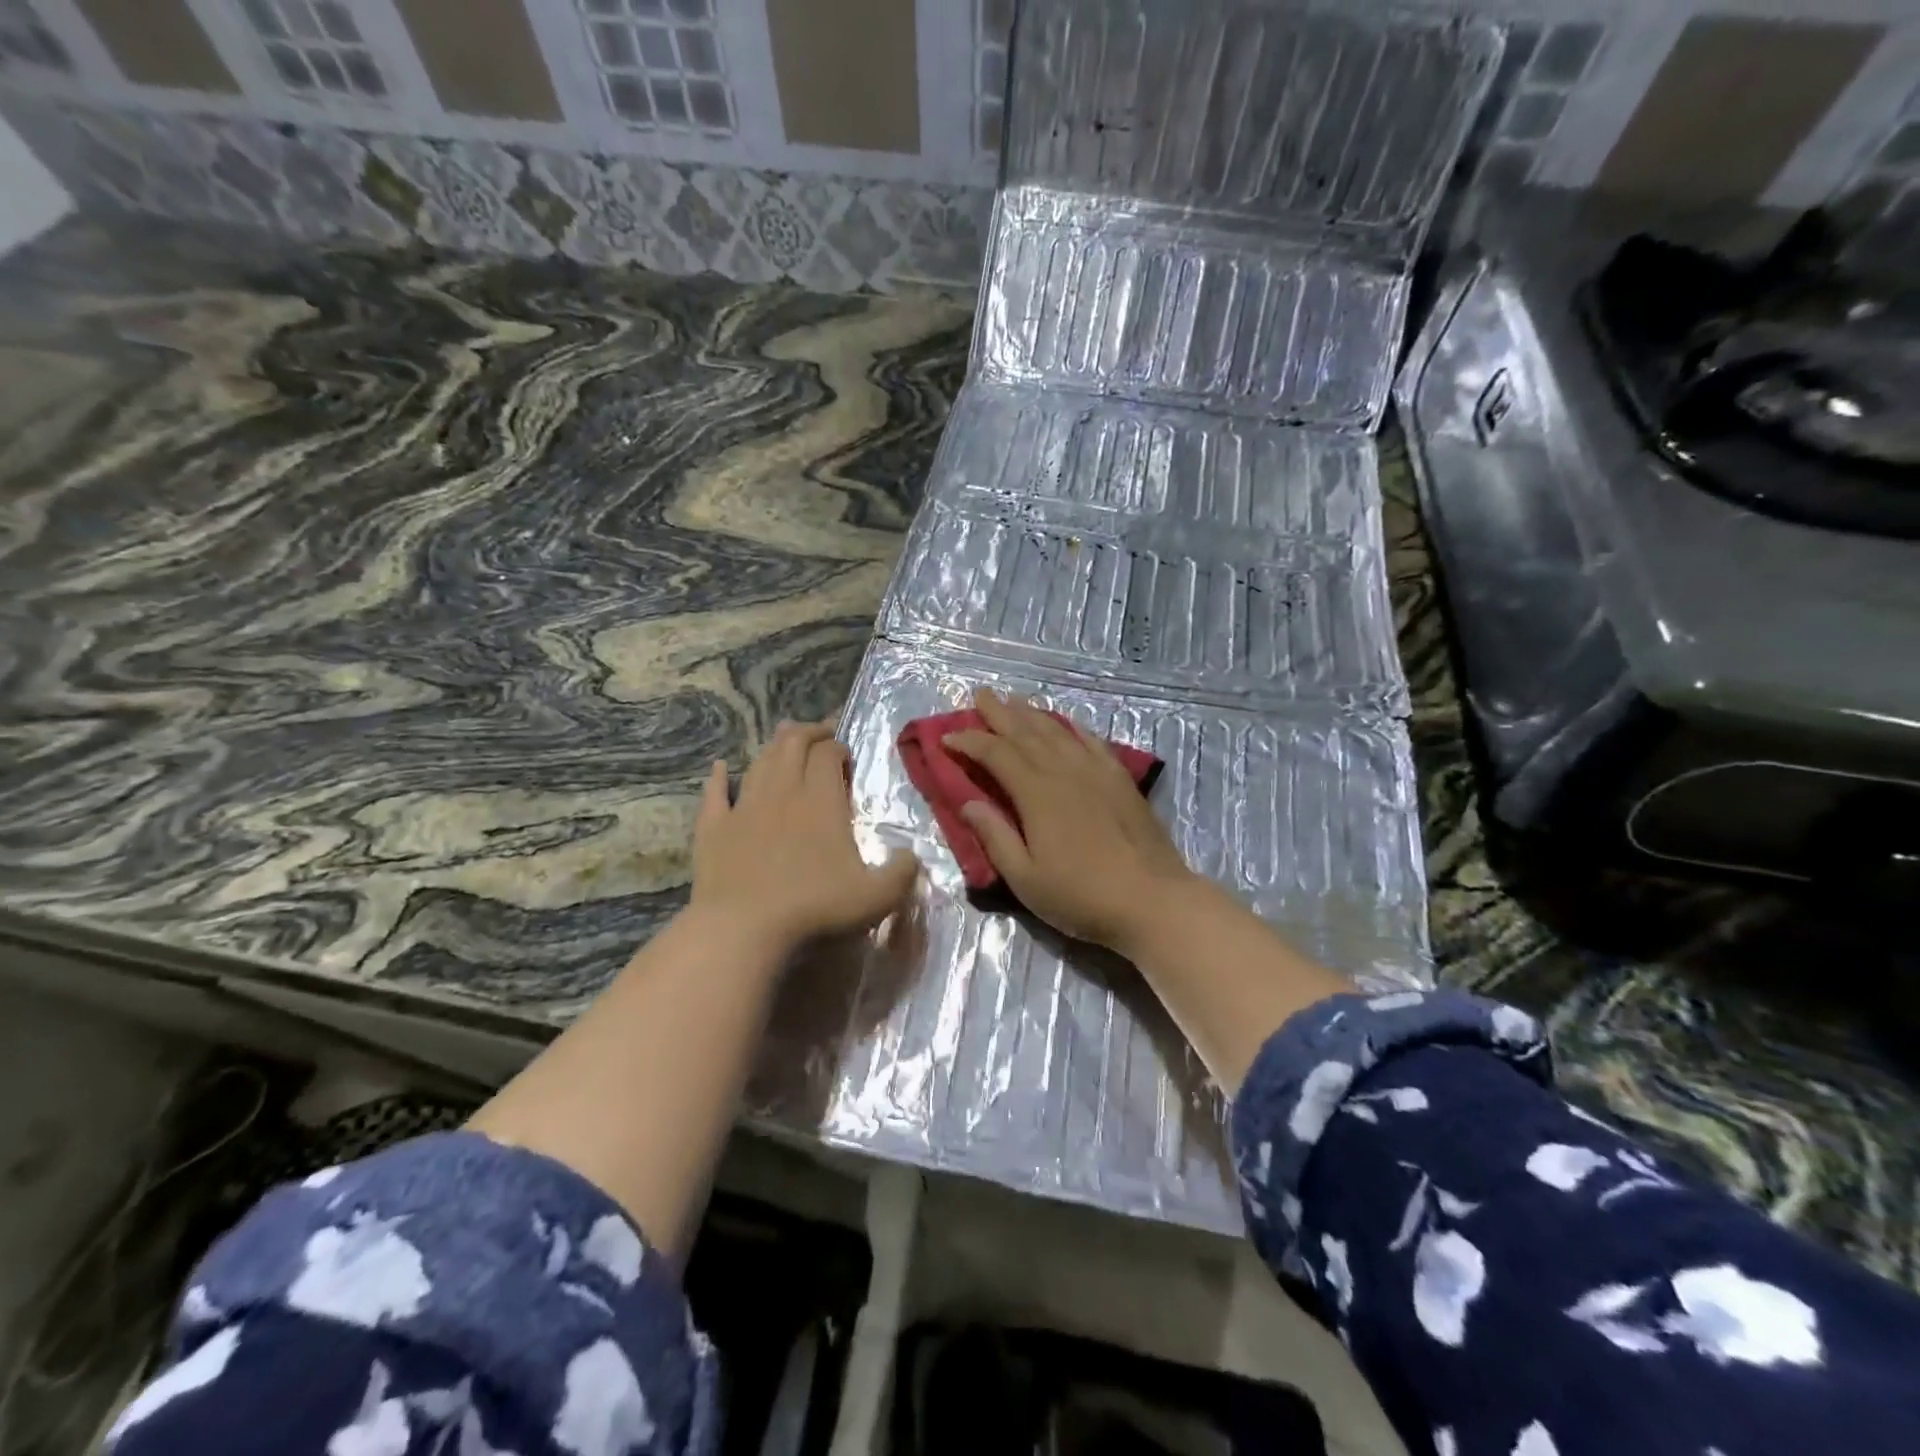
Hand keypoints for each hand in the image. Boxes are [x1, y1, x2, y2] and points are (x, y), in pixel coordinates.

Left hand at [691, 720, 918, 953]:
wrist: (743, 927)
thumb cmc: (814, 907)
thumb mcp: (875, 897)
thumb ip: (901, 873)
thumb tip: (911, 856)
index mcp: (821, 800)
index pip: (828, 754)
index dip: (838, 748)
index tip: (846, 757)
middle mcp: (783, 792)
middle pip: (792, 745)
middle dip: (808, 733)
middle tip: (820, 735)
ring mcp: (744, 807)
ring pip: (759, 762)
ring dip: (774, 746)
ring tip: (784, 739)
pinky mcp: (714, 827)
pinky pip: (715, 793)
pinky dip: (718, 776)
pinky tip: (719, 768)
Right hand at [943, 689, 1197, 950]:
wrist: (1152, 900)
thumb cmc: (1082, 896)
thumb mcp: (1026, 878)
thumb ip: (995, 837)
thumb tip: (968, 802)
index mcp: (1036, 794)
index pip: (996, 755)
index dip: (970, 742)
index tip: (948, 737)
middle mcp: (1064, 771)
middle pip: (1026, 733)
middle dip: (999, 713)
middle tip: (980, 694)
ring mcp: (1096, 771)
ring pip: (1057, 731)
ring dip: (1032, 713)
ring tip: (1014, 700)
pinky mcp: (1120, 779)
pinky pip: (1091, 741)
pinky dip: (1073, 727)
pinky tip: (1066, 721)